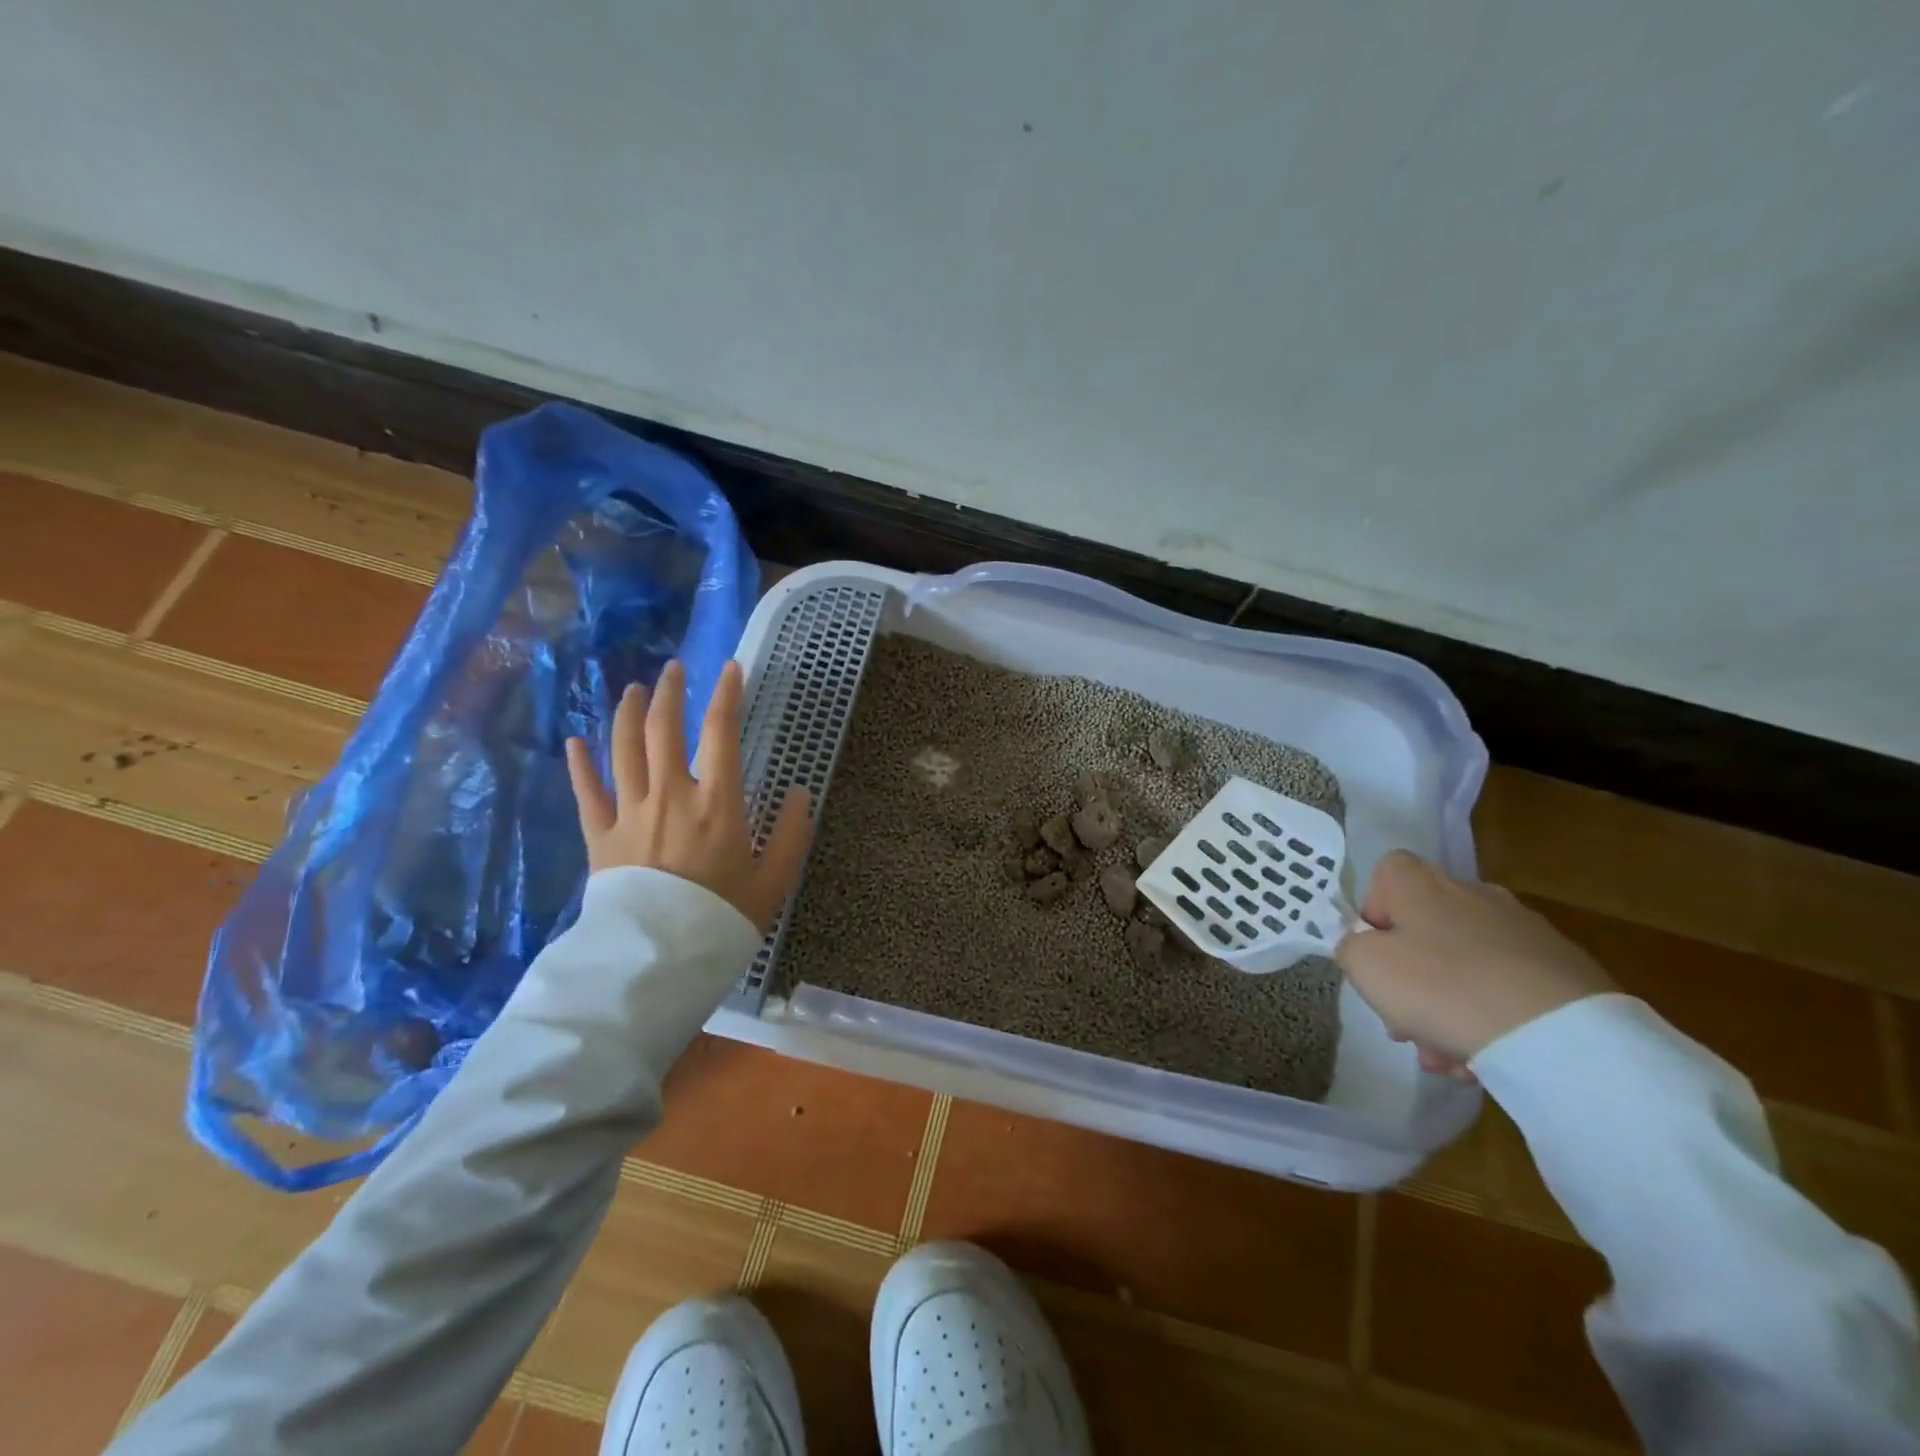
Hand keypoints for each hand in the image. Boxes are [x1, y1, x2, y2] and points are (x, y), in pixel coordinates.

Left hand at [564, 659, 812, 933]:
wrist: (658, 960)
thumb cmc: (722, 917)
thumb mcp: (773, 880)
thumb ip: (791, 833)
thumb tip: (799, 793)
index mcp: (716, 801)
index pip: (721, 731)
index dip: (727, 694)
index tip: (731, 668)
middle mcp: (670, 794)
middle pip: (662, 727)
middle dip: (668, 691)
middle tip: (673, 669)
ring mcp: (630, 812)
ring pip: (622, 748)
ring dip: (626, 712)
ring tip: (632, 690)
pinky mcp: (601, 836)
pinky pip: (587, 791)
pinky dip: (579, 763)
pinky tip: (574, 741)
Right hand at [1334, 850, 1613, 1076]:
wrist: (1558, 1035)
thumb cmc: (1441, 987)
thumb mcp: (1365, 966)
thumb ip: (1351, 948)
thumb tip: (1365, 947)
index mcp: (1422, 884)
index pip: (1386, 875)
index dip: (1374, 913)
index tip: (1376, 954)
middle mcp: (1473, 894)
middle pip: (1425, 929)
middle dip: (1410, 979)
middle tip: (1405, 1025)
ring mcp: (1524, 931)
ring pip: (1465, 966)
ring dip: (1447, 1008)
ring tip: (1448, 1059)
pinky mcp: (1565, 970)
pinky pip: (1508, 988)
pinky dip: (1491, 1017)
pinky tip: (1486, 1059)